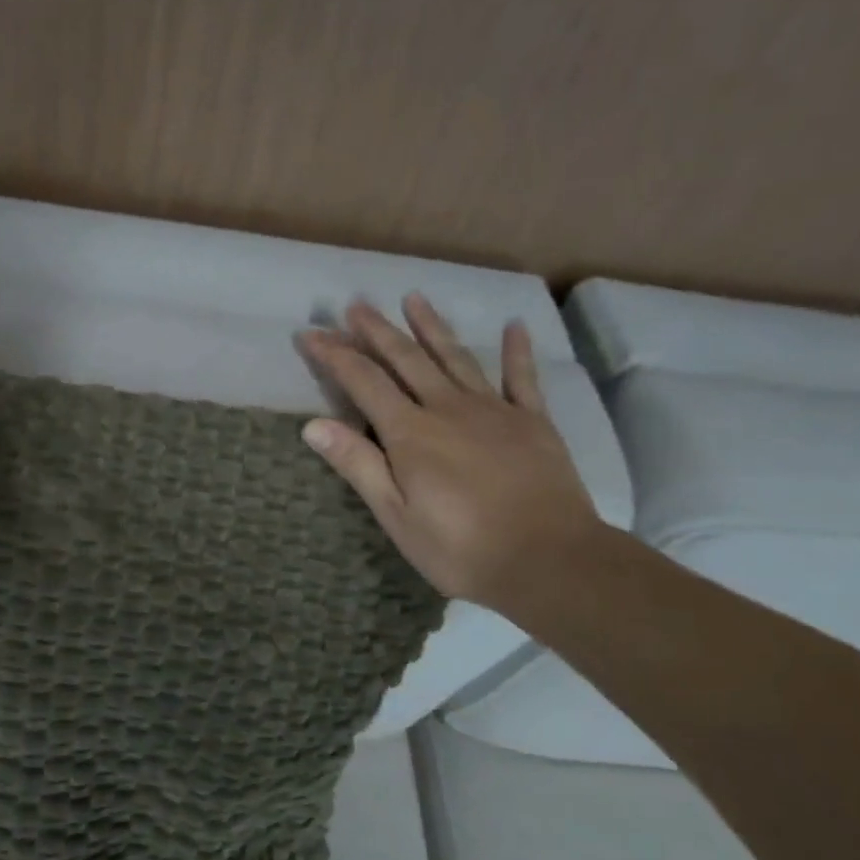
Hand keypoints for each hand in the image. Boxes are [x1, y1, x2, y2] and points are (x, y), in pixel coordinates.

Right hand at [300, 295, 598, 610]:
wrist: (549, 561)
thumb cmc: (461, 548)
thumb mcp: (396, 515)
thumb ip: (358, 465)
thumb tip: (313, 424)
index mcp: (410, 433)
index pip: (363, 381)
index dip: (334, 355)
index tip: (311, 334)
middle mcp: (447, 408)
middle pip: (406, 359)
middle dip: (377, 330)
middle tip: (356, 304)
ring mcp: (494, 410)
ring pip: (454, 357)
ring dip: (431, 327)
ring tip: (413, 298)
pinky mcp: (533, 422)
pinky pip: (522, 377)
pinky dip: (516, 350)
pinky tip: (515, 326)